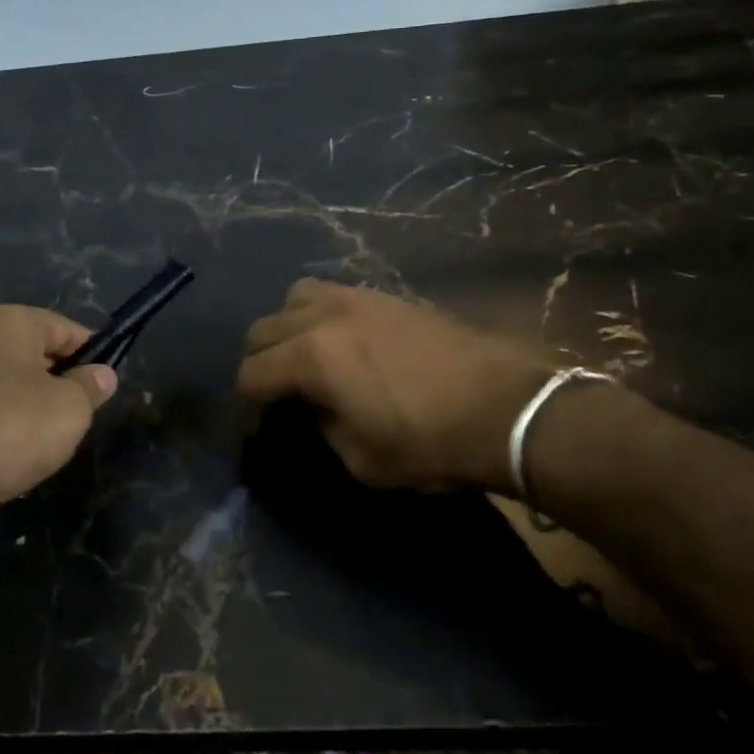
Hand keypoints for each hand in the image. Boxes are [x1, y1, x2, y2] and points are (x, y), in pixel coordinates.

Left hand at [0, 305, 117, 539]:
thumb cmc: (11, 429)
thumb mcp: (71, 408)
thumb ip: (90, 386)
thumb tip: (101, 374)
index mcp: (6, 323)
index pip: (64, 327)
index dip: (92, 353)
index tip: (106, 383)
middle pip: (31, 356)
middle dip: (58, 383)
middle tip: (79, 416)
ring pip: (4, 388)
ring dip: (27, 411)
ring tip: (46, 444)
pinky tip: (9, 461)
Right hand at [238, 280, 553, 489]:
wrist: (507, 409)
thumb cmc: (430, 443)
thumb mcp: (361, 459)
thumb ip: (321, 427)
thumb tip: (311, 407)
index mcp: (311, 357)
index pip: (252, 375)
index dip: (247, 407)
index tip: (258, 430)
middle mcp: (324, 317)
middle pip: (263, 330)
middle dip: (259, 364)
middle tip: (275, 395)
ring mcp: (357, 299)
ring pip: (295, 298)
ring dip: (287, 327)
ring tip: (305, 355)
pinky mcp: (387, 296)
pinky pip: (334, 293)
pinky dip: (322, 315)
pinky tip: (344, 342)